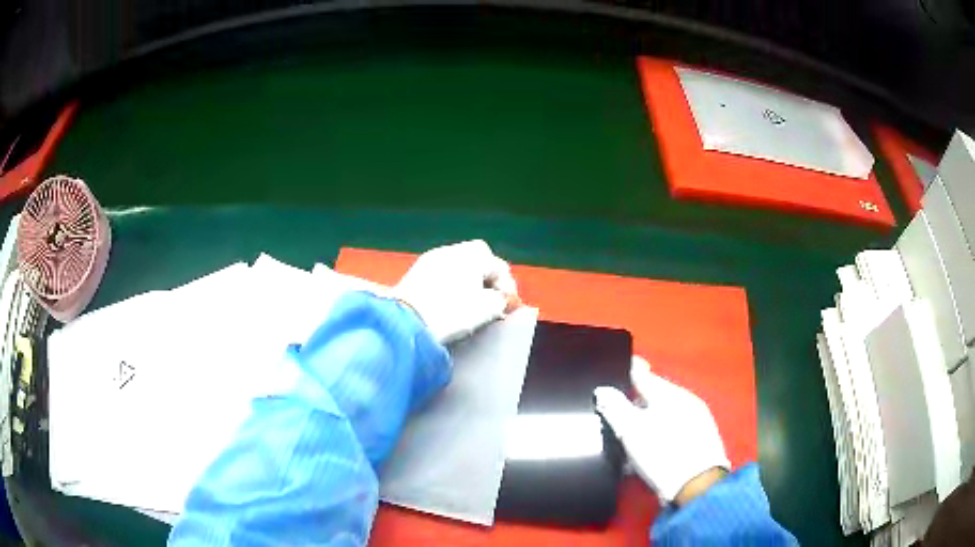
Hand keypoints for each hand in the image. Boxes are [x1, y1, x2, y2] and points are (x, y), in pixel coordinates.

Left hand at [393, 240, 520, 343]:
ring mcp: (430, 259)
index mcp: (471, 255)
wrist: (407, 322)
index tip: (506, 305)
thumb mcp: (487, 308)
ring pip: (457, 264)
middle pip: (477, 258)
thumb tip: (499, 297)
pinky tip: (449, 301)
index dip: (507, 286)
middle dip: (486, 277)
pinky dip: (449, 283)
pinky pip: (441, 273)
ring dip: (467, 280)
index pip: (499, 265)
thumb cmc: (451, 313)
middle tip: (490, 298)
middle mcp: (450, 250)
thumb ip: (500, 299)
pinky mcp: (414, 272)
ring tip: (469, 301)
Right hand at [594, 356, 729, 504]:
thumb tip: (602, 390)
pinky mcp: (699, 440)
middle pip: (653, 396)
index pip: (643, 374)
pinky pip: (672, 431)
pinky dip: (657, 436)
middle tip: (613, 415)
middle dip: (633, 403)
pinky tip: (645, 453)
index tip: (612, 372)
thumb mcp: (631, 431)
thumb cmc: (662, 453)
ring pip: (662, 415)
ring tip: (626, 440)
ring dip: (644, 423)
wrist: (697, 486)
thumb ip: (615, 407)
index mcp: (669, 393)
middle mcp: (685, 401)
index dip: (627, 371)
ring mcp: (696, 420)